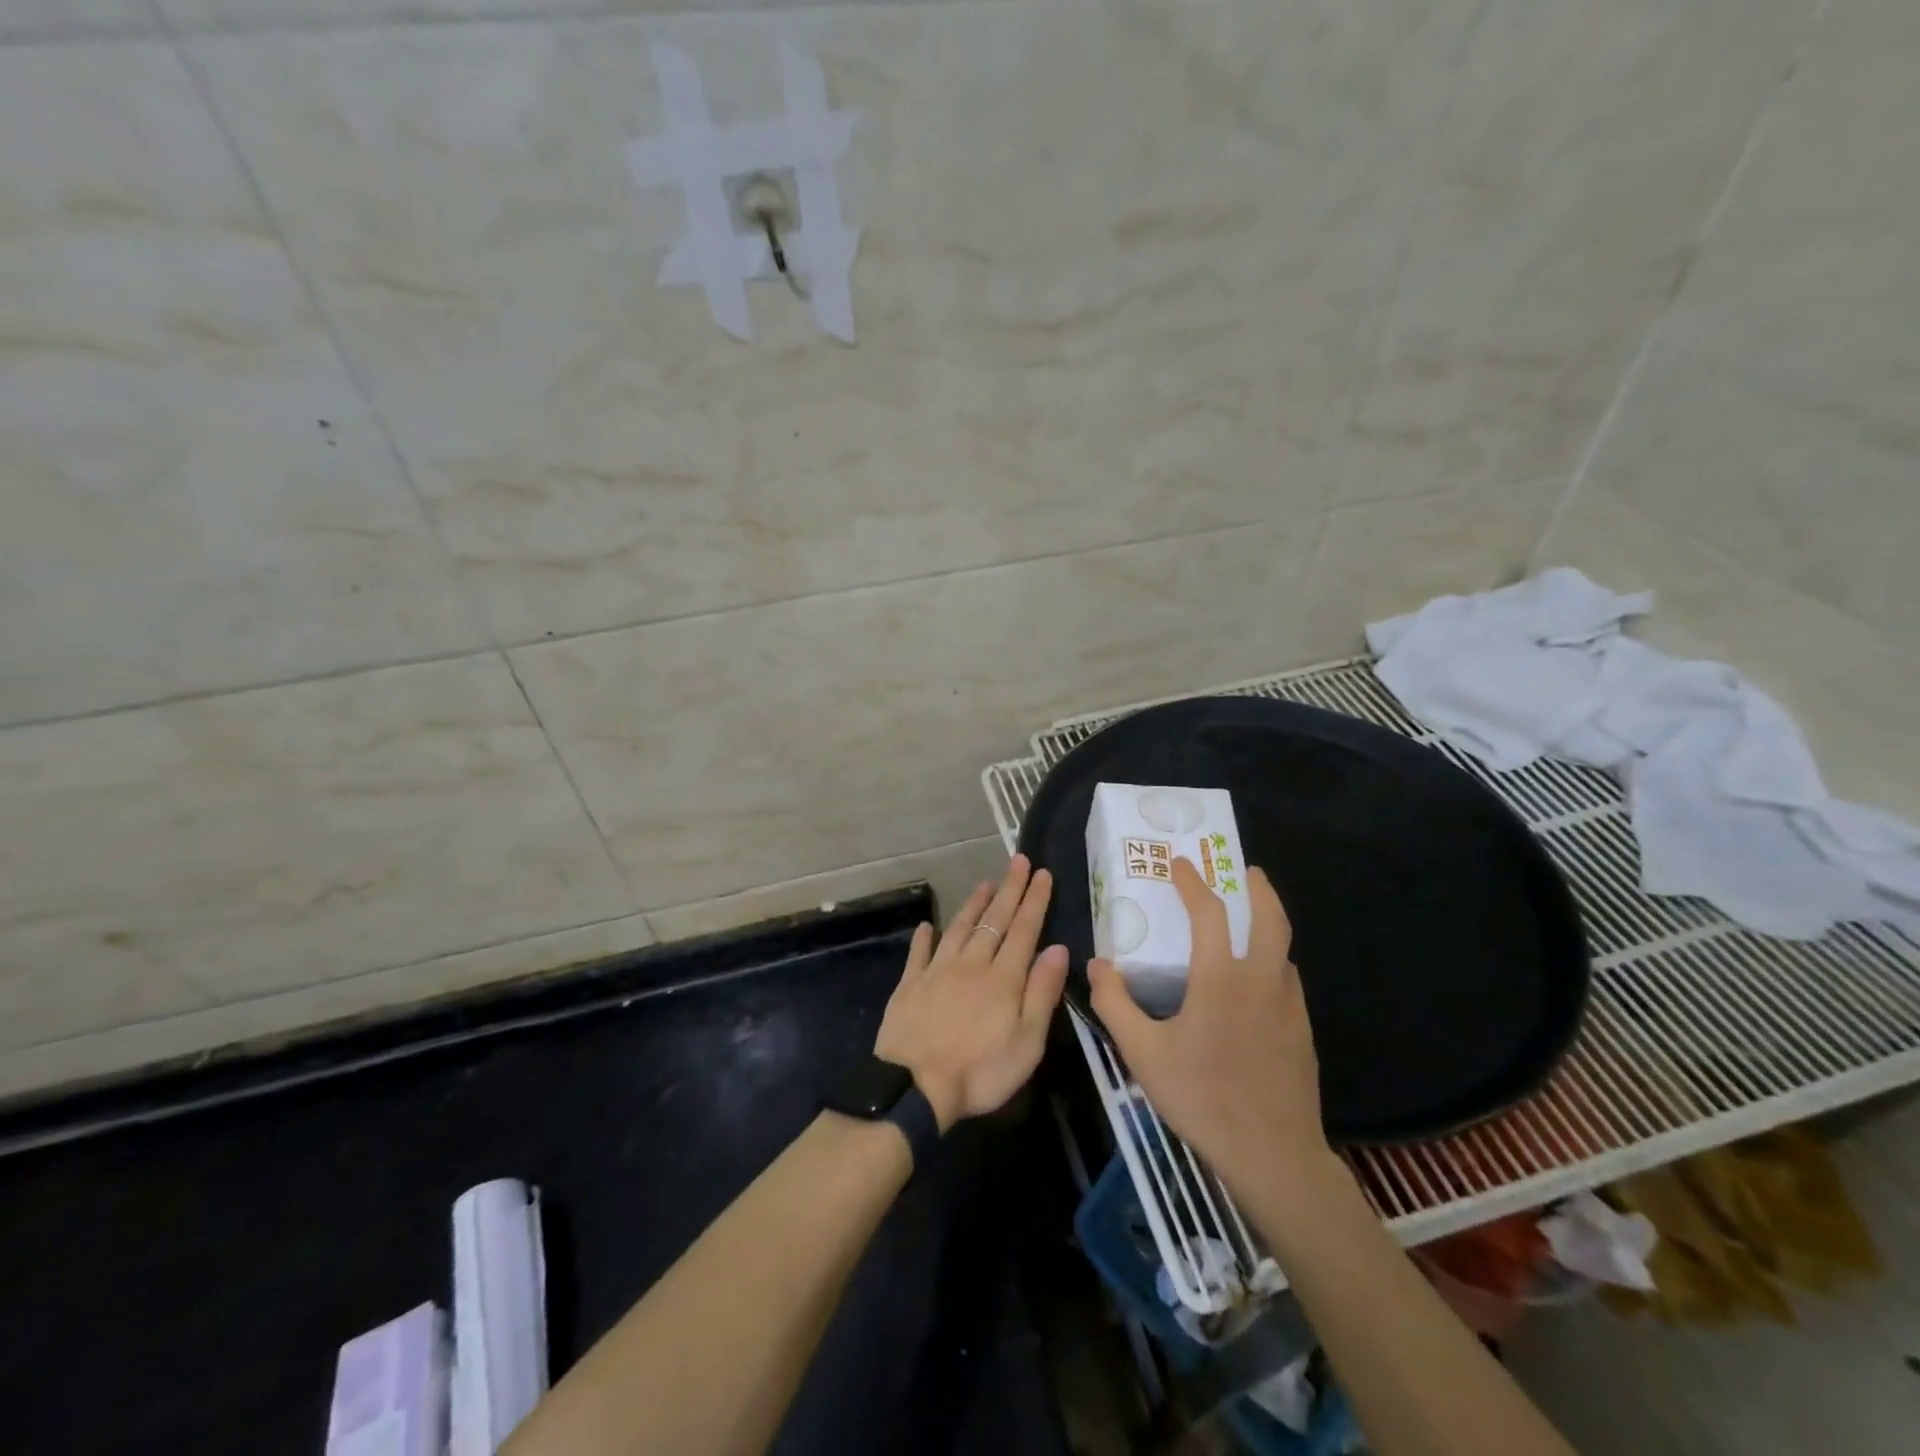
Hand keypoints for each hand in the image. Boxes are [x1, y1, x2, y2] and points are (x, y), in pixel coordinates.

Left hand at [874, 855, 1069, 1132]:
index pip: (1024, 929)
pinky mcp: (909, 985)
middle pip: (994, 920)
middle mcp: (971, 964)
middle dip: (1009, 889)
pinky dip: (924, 937)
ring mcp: (937, 971)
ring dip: (973, 904)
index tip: (1043, 873)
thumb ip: (1042, 992)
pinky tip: (927, 926)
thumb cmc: (980, 1071)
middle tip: (1019, 861)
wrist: (914, 1087)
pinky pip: (919, 953)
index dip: (1034, 900)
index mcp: (1003, 978)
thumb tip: (1058, 948)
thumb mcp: (1027, 1041)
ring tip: (984, 883)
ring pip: (959, 928)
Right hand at [1088, 858, 1336, 1202]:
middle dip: (1259, 889)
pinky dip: (1273, 963)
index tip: (1180, 863)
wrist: (1274, 1155)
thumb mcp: (1143, 1053)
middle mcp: (1262, 981)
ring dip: (1269, 926)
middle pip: (1271, 919)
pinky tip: (1256, 983)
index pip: (1209, 913)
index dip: (1193, 883)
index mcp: (1221, 978)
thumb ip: (1115, 1004)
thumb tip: (1098, 965)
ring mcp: (1290, 1006)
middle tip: (1246, 871)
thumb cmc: (1202, 1097)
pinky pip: (1287, 982)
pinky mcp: (1303, 1032)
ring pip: (1283, 951)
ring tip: (1248, 924)